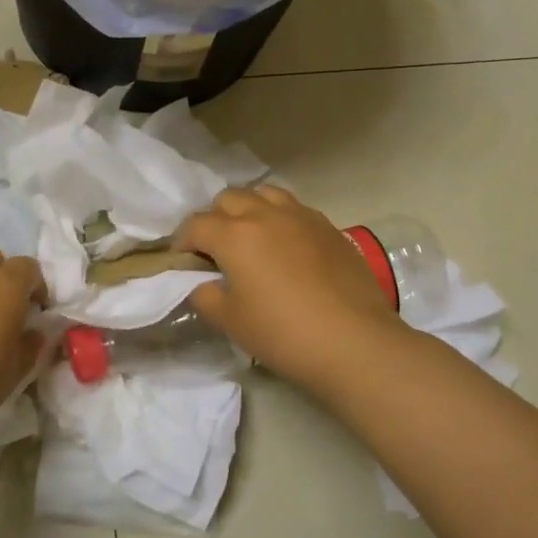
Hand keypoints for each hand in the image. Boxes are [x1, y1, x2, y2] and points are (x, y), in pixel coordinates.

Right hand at [174, 186, 401, 390]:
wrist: (355, 343)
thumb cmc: (283, 334)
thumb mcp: (230, 322)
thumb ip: (205, 296)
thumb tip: (203, 284)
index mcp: (235, 235)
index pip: (196, 225)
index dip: (182, 242)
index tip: (183, 262)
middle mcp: (265, 215)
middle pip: (228, 199)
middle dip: (214, 219)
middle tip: (216, 250)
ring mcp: (301, 217)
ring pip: (264, 193)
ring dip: (249, 209)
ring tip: (252, 238)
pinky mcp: (329, 227)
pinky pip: (295, 208)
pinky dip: (280, 218)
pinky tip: (287, 247)